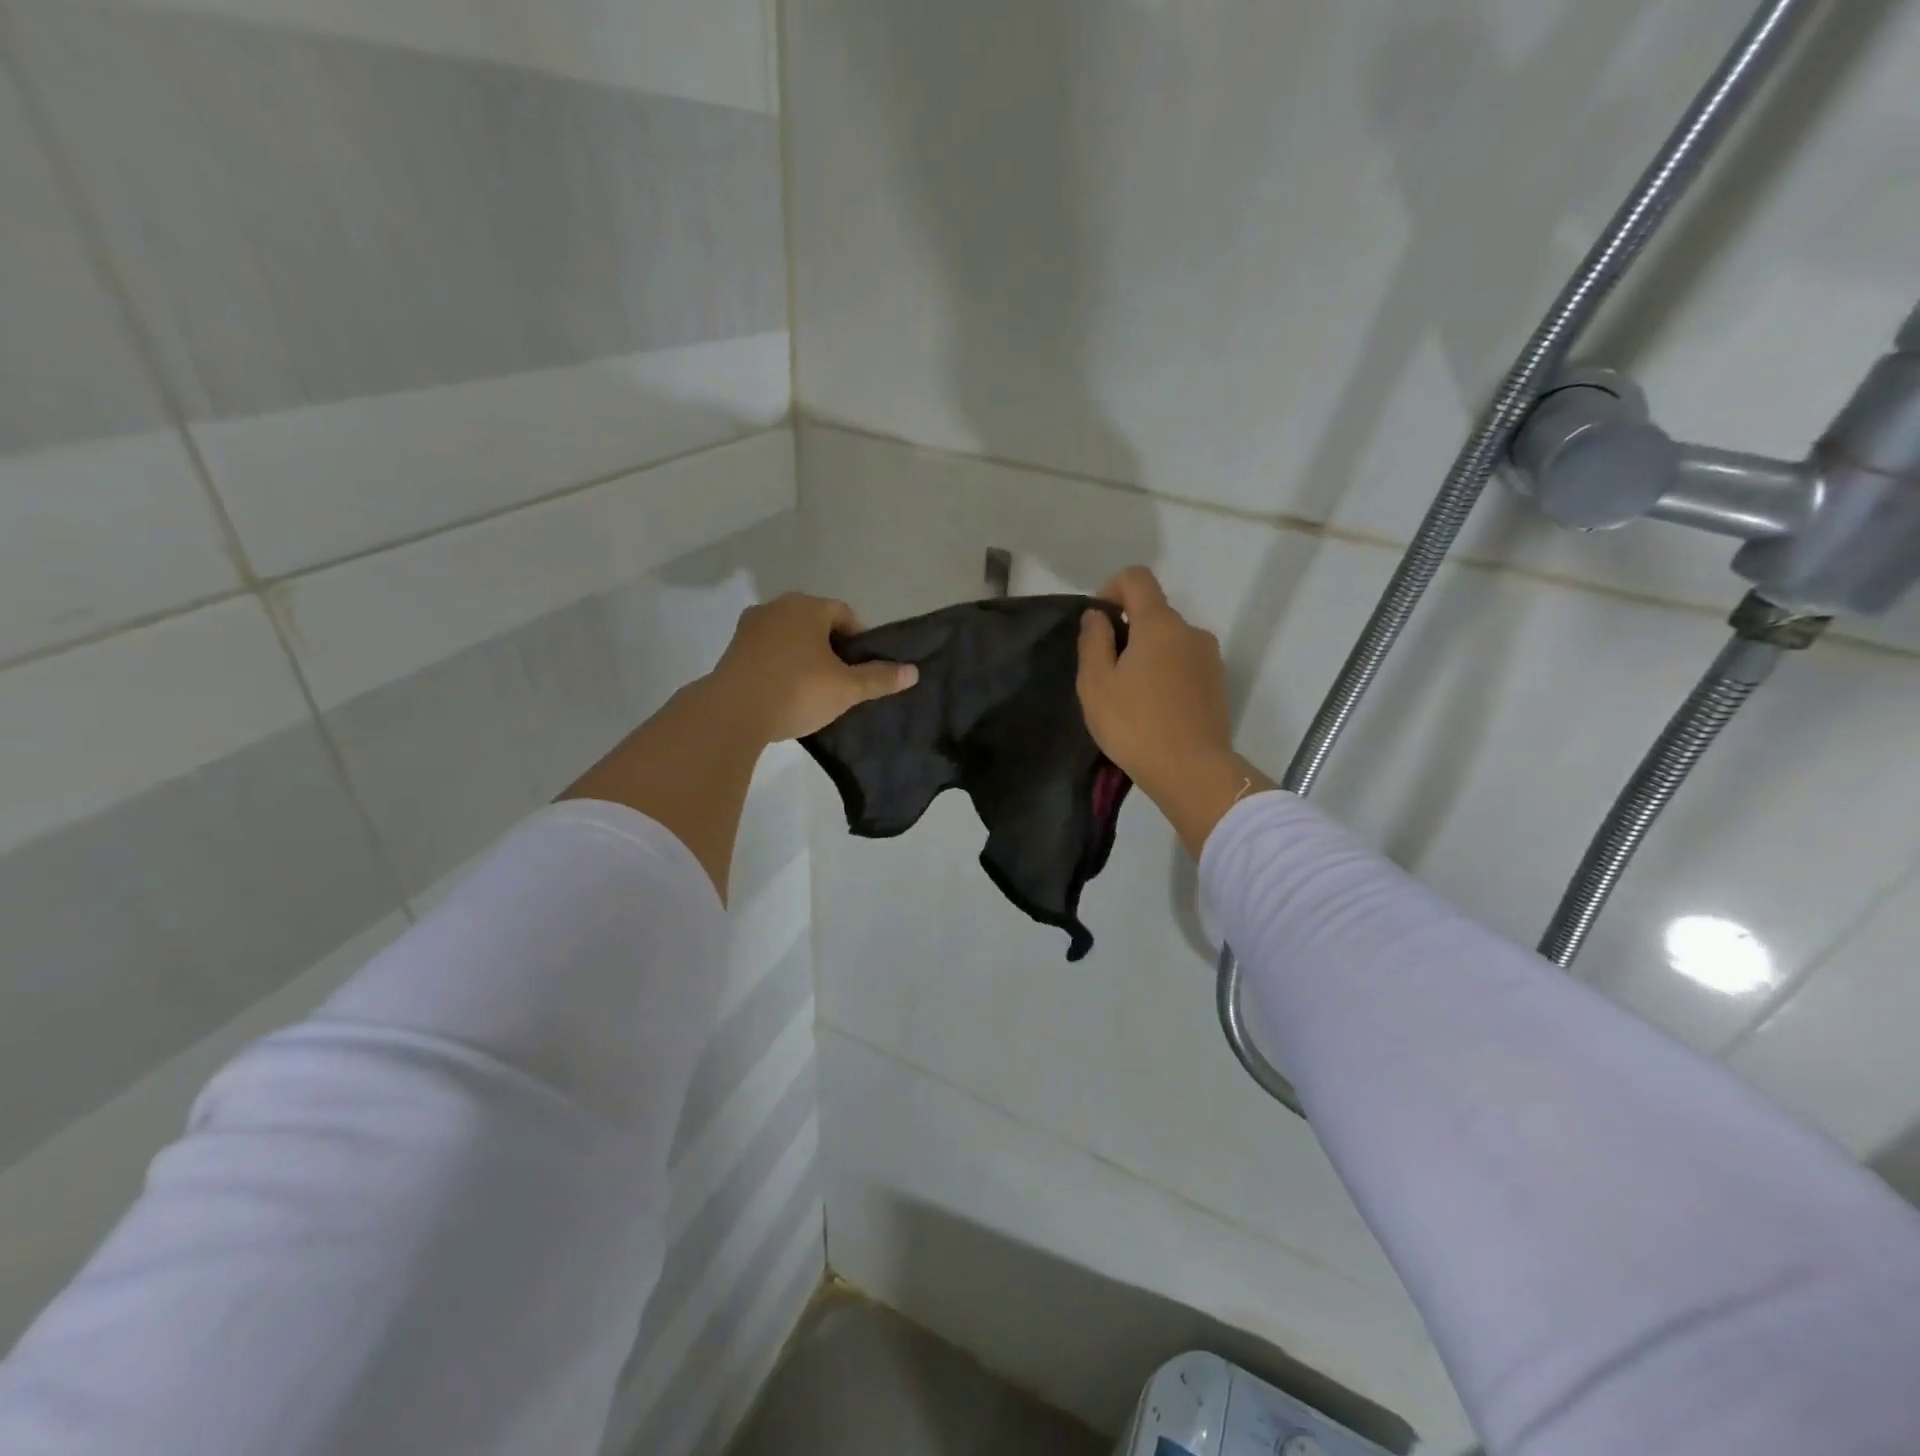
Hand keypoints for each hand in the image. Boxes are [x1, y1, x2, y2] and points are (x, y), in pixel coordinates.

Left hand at [709, 593, 917, 742]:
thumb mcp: (846, 688)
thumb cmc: (797, 690)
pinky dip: (781, 665)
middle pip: (815, 623)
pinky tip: (786, 692)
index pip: (844, 614)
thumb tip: (913, 671)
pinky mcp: (733, 650)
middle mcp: (776, 607)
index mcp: (807, 607)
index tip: (864, 667)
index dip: (859, 639)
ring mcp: (750, 627)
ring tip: (814, 688)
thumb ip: (879, 678)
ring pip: (789, 637)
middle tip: (842, 678)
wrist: (733, 713)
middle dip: (831, 647)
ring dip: (804, 656)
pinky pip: (768, 651)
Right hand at [1078, 568, 1231, 786]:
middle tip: (1107, 673)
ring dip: (1149, 656)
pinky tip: (1155, 709)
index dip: (1112, 589)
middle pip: (1154, 613)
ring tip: (1131, 696)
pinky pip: (1185, 664)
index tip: (1098, 623)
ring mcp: (1209, 658)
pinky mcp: (1218, 683)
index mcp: (1158, 624)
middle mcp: (1190, 631)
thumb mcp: (1096, 684)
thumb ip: (1093, 641)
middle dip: (1128, 631)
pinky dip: (1167, 674)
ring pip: (1170, 642)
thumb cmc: (1135, 724)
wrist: (1191, 771)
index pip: (1137, 578)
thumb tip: (1097, 617)